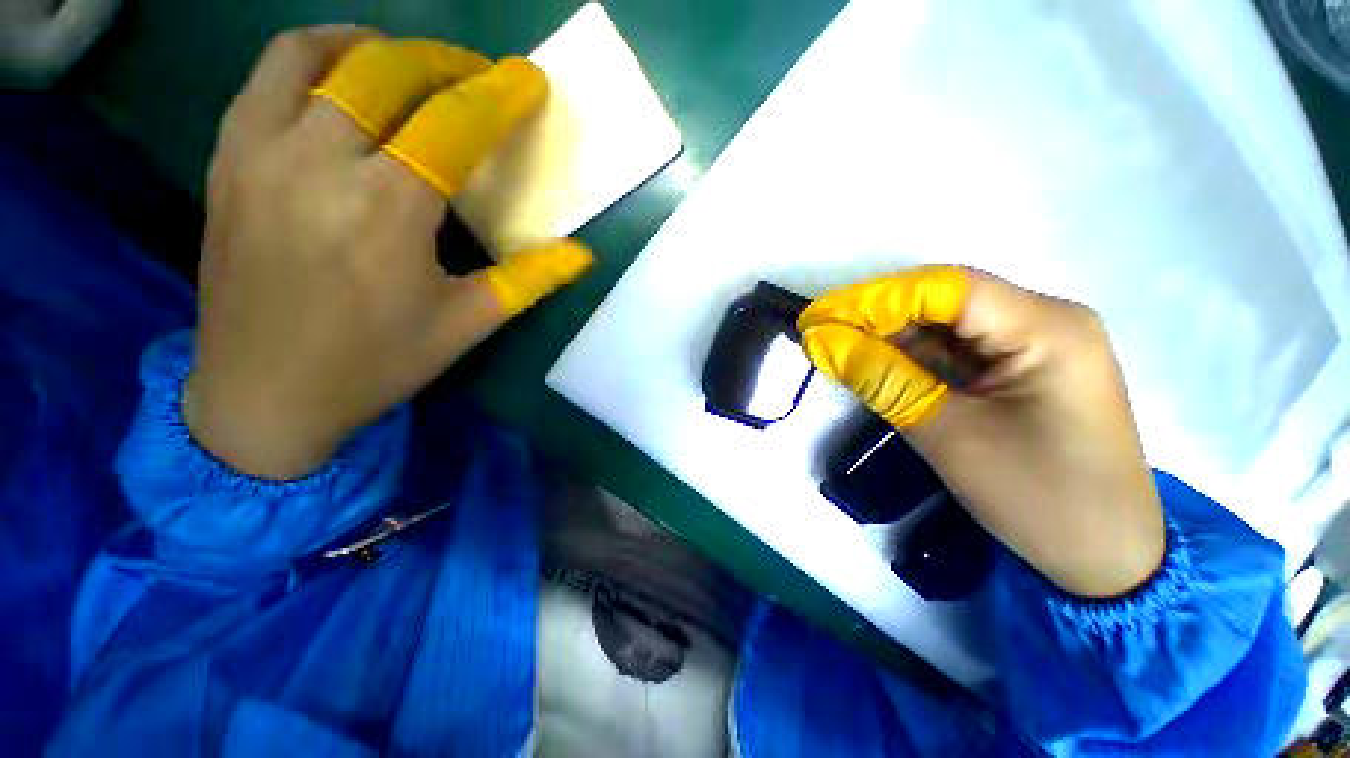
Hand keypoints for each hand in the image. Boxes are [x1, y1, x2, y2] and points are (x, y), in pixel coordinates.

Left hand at [186, 27, 592, 479]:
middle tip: (479, 77)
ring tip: (411, 63)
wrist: (263, 395)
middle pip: (387, 72)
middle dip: (445, 63)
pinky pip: (268, 77)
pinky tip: (343, 77)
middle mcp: (319, 163)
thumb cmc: (376, 363)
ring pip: (317, 55)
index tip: (528, 81)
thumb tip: (582, 254)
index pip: (452, 125)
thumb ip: (528, 280)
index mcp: (388, 211)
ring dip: (376, 46)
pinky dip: (314, 56)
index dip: (498, 97)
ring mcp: (261, 153)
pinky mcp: (228, 160)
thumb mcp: (466, 325)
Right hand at [799, 267, 1164, 598]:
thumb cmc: (1037, 499)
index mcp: (1047, 328)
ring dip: (890, 336)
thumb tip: (820, 340)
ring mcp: (1037, 343)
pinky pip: (957, 348)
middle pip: (945, 300)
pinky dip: (912, 356)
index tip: (818, 317)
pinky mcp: (1023, 367)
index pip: (945, 288)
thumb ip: (879, 378)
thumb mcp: (945, 434)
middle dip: (876, 316)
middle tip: (821, 334)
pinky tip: (876, 363)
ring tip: (838, 348)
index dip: (872, 298)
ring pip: (946, 324)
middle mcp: (1047, 319)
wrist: (1104, 558)